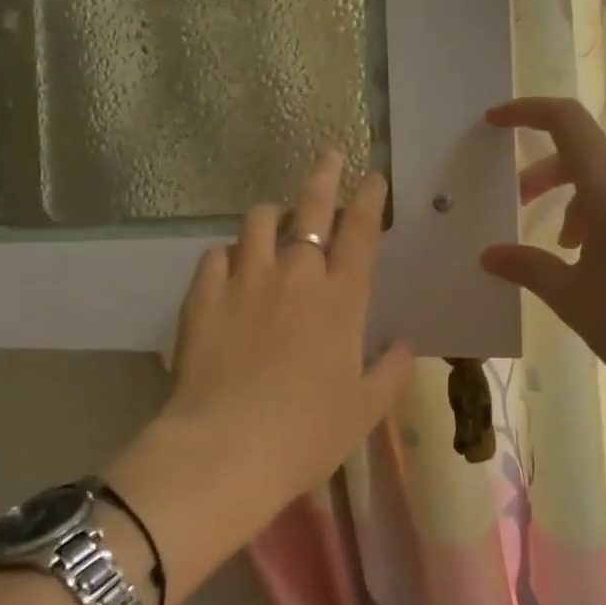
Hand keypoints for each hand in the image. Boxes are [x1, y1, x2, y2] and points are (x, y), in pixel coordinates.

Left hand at [146, 152, 413, 536]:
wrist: (226, 450)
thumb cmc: (307, 433)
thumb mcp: (366, 409)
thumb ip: (391, 370)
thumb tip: (402, 343)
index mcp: (342, 298)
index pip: (361, 231)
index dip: (370, 198)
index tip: (373, 177)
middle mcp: (295, 274)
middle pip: (312, 207)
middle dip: (325, 175)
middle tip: (330, 155)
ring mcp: (245, 279)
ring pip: (259, 220)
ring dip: (273, 214)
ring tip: (276, 220)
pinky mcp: (203, 295)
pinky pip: (216, 255)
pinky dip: (229, 255)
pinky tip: (231, 268)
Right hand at [481, 98, 605, 430]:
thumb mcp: (571, 297)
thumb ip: (527, 267)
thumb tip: (489, 255)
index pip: (566, 121)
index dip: (527, 112)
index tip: (495, 122)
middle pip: (587, 153)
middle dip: (546, 173)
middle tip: (521, 206)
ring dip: (578, 198)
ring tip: (564, 247)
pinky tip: (604, 262)